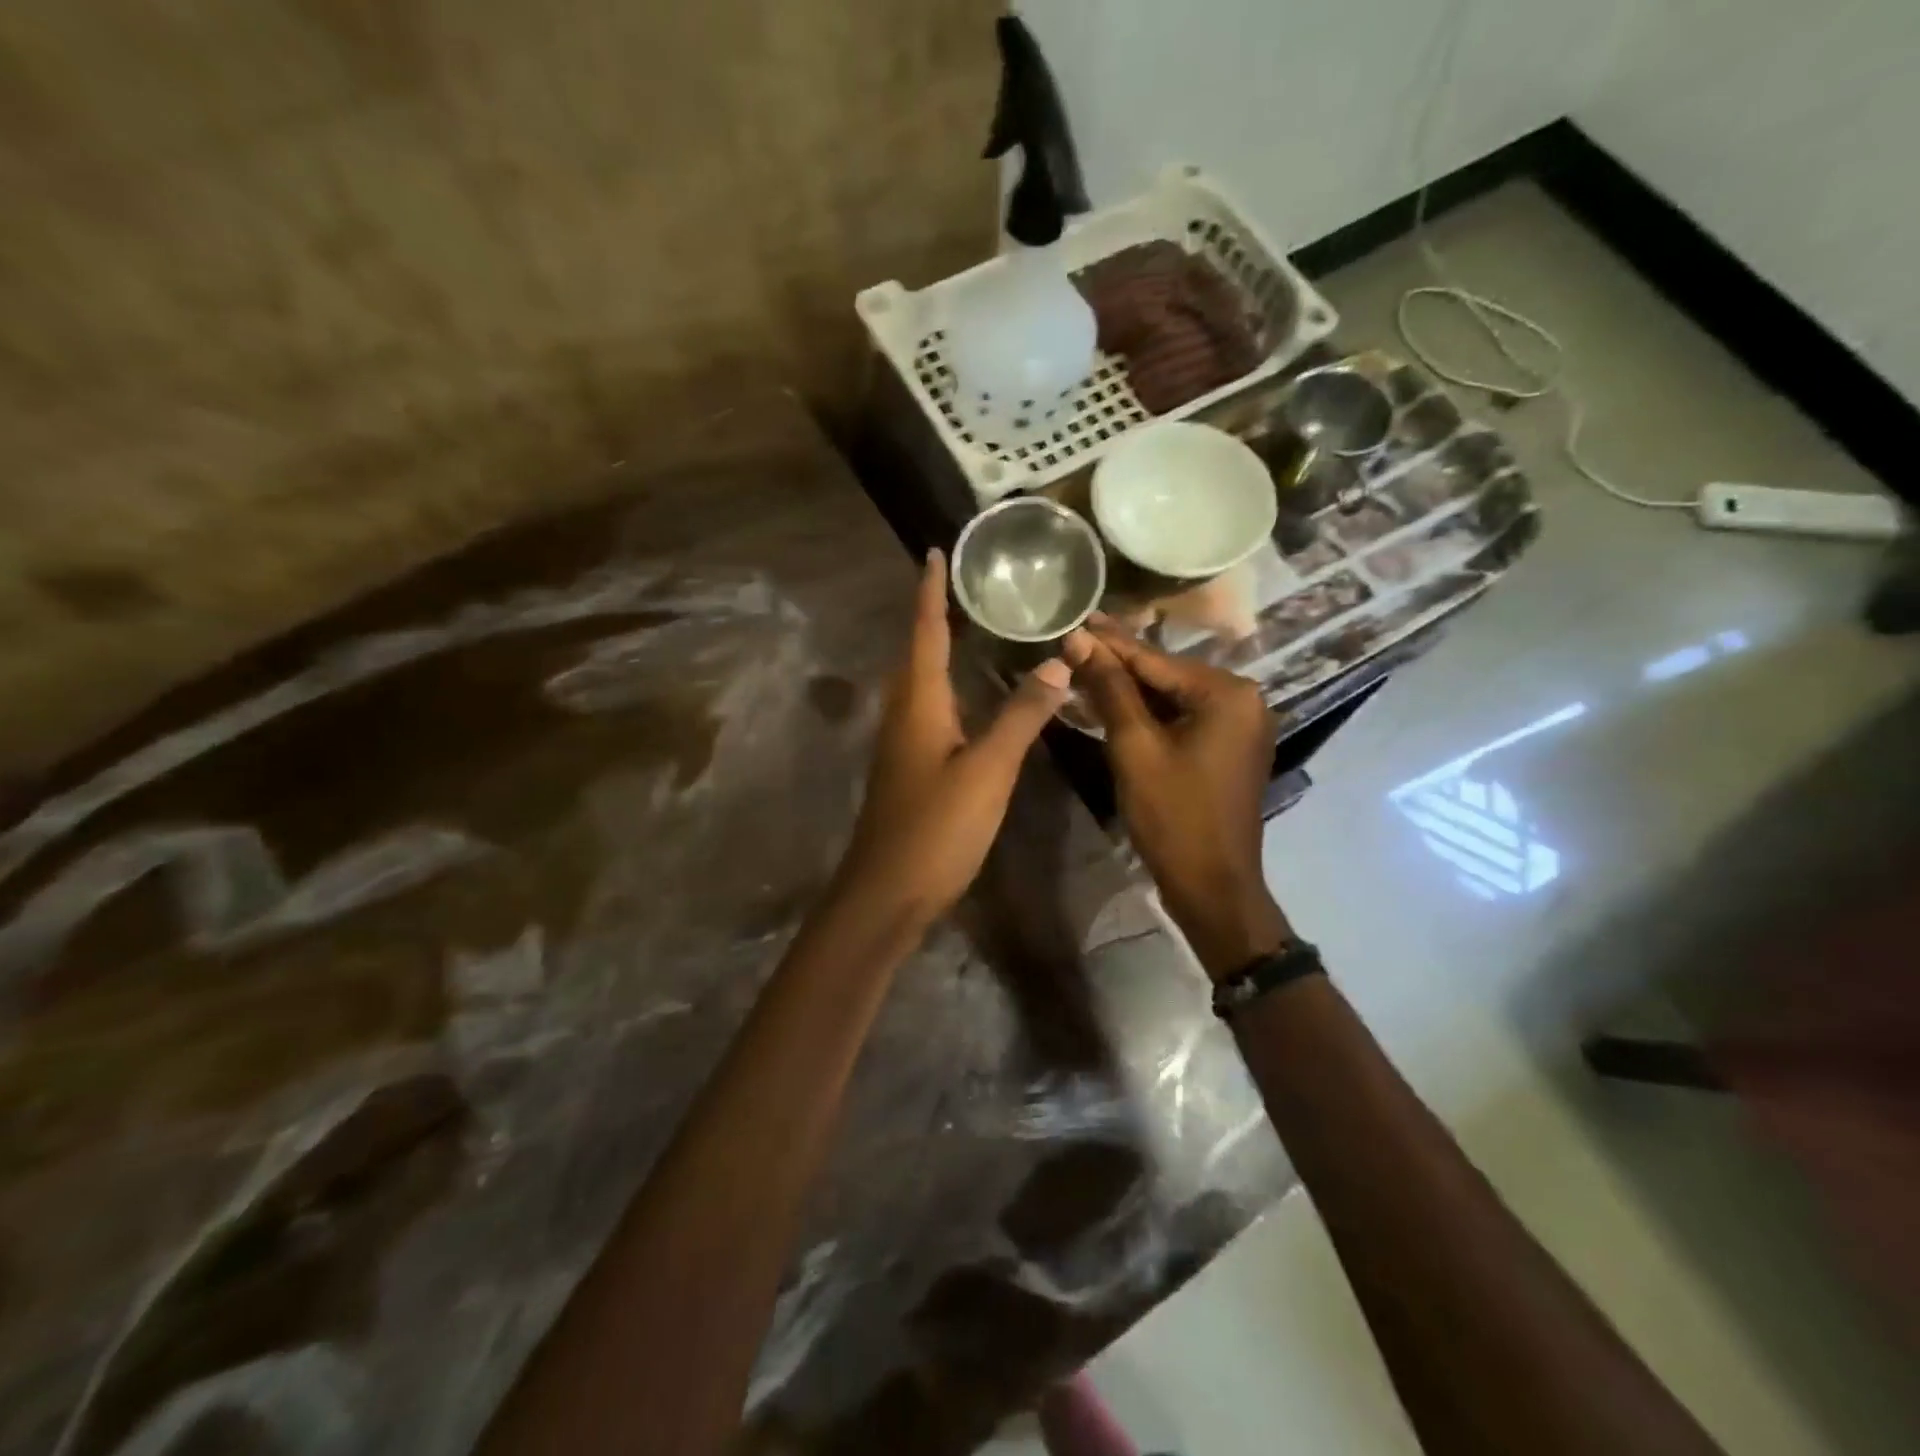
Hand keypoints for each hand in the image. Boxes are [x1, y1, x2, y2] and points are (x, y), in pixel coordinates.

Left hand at [837, 549, 1071, 928]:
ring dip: (942, 650)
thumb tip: (1056, 663)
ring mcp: (903, 743)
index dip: (930, 590)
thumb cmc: (936, 827)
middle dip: (937, 614)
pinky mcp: (910, 769)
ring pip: (923, 683)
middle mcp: (904, 713)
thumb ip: (1021, 717)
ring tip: (974, 627)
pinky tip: (974, 698)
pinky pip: (931, 711)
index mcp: (918, 702)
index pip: (924, 630)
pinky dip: (951, 689)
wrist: (887, 893)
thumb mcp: (988, 770)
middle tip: (969, 585)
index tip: (935, 551)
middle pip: (918, 651)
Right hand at [1064, 619, 1290, 976]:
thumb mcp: (1135, 747)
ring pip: (1173, 698)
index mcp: (1228, 693)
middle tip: (1074, 643)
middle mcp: (1243, 700)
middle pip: (1167, 675)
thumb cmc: (1173, 815)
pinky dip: (1149, 715)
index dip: (1109, 642)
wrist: (1211, 885)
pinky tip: (1114, 704)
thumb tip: (1078, 640)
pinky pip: (1183, 719)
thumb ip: (1110, 689)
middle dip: (1119, 664)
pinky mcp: (1228, 749)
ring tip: (1084, 667)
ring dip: (1130, 689)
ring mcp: (1239, 726)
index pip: (1156, 660)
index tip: (1075, 619)